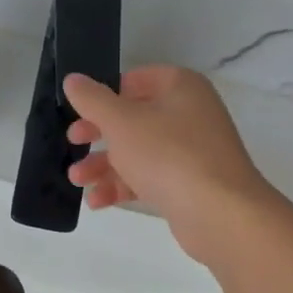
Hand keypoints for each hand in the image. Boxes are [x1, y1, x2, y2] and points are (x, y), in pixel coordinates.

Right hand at [63, 66, 275, 263]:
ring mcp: (191, 151)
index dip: (105, 93)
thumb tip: (73, 79)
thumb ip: (93, 100)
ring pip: (138, 152)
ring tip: (77, 180)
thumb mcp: (121, 121)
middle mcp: (190, 114)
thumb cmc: (167, 154)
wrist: (219, 212)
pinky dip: (123, 186)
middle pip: (134, 118)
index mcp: (180, 87)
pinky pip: (149, 178)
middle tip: (74, 143)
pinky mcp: (188, 184)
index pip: (136, 79)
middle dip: (98, 135)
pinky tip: (97, 201)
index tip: (80, 110)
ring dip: (104, 165)